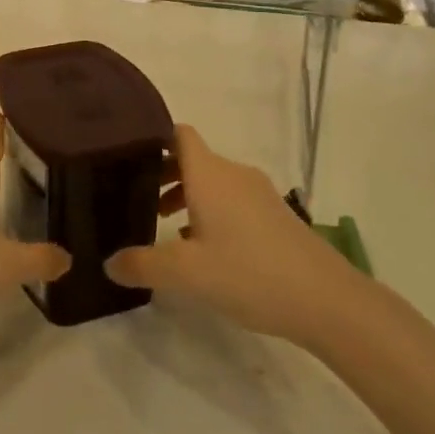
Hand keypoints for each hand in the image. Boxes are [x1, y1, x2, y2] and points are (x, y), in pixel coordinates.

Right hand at [105, 124, 357, 346]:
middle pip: (192, 159)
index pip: (178, 134)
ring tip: (166, 230)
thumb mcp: (187, 274)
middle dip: (163, 175)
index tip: (126, 157)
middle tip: (136, 201)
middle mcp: (234, 174)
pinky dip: (210, 212)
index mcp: (210, 174)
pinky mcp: (275, 215)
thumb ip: (143, 265)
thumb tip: (108, 263)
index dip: (152, 139)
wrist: (326, 299)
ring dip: (187, 197)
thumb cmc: (249, 273)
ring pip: (213, 182)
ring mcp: (259, 193)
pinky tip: (204, 250)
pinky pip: (232, 200)